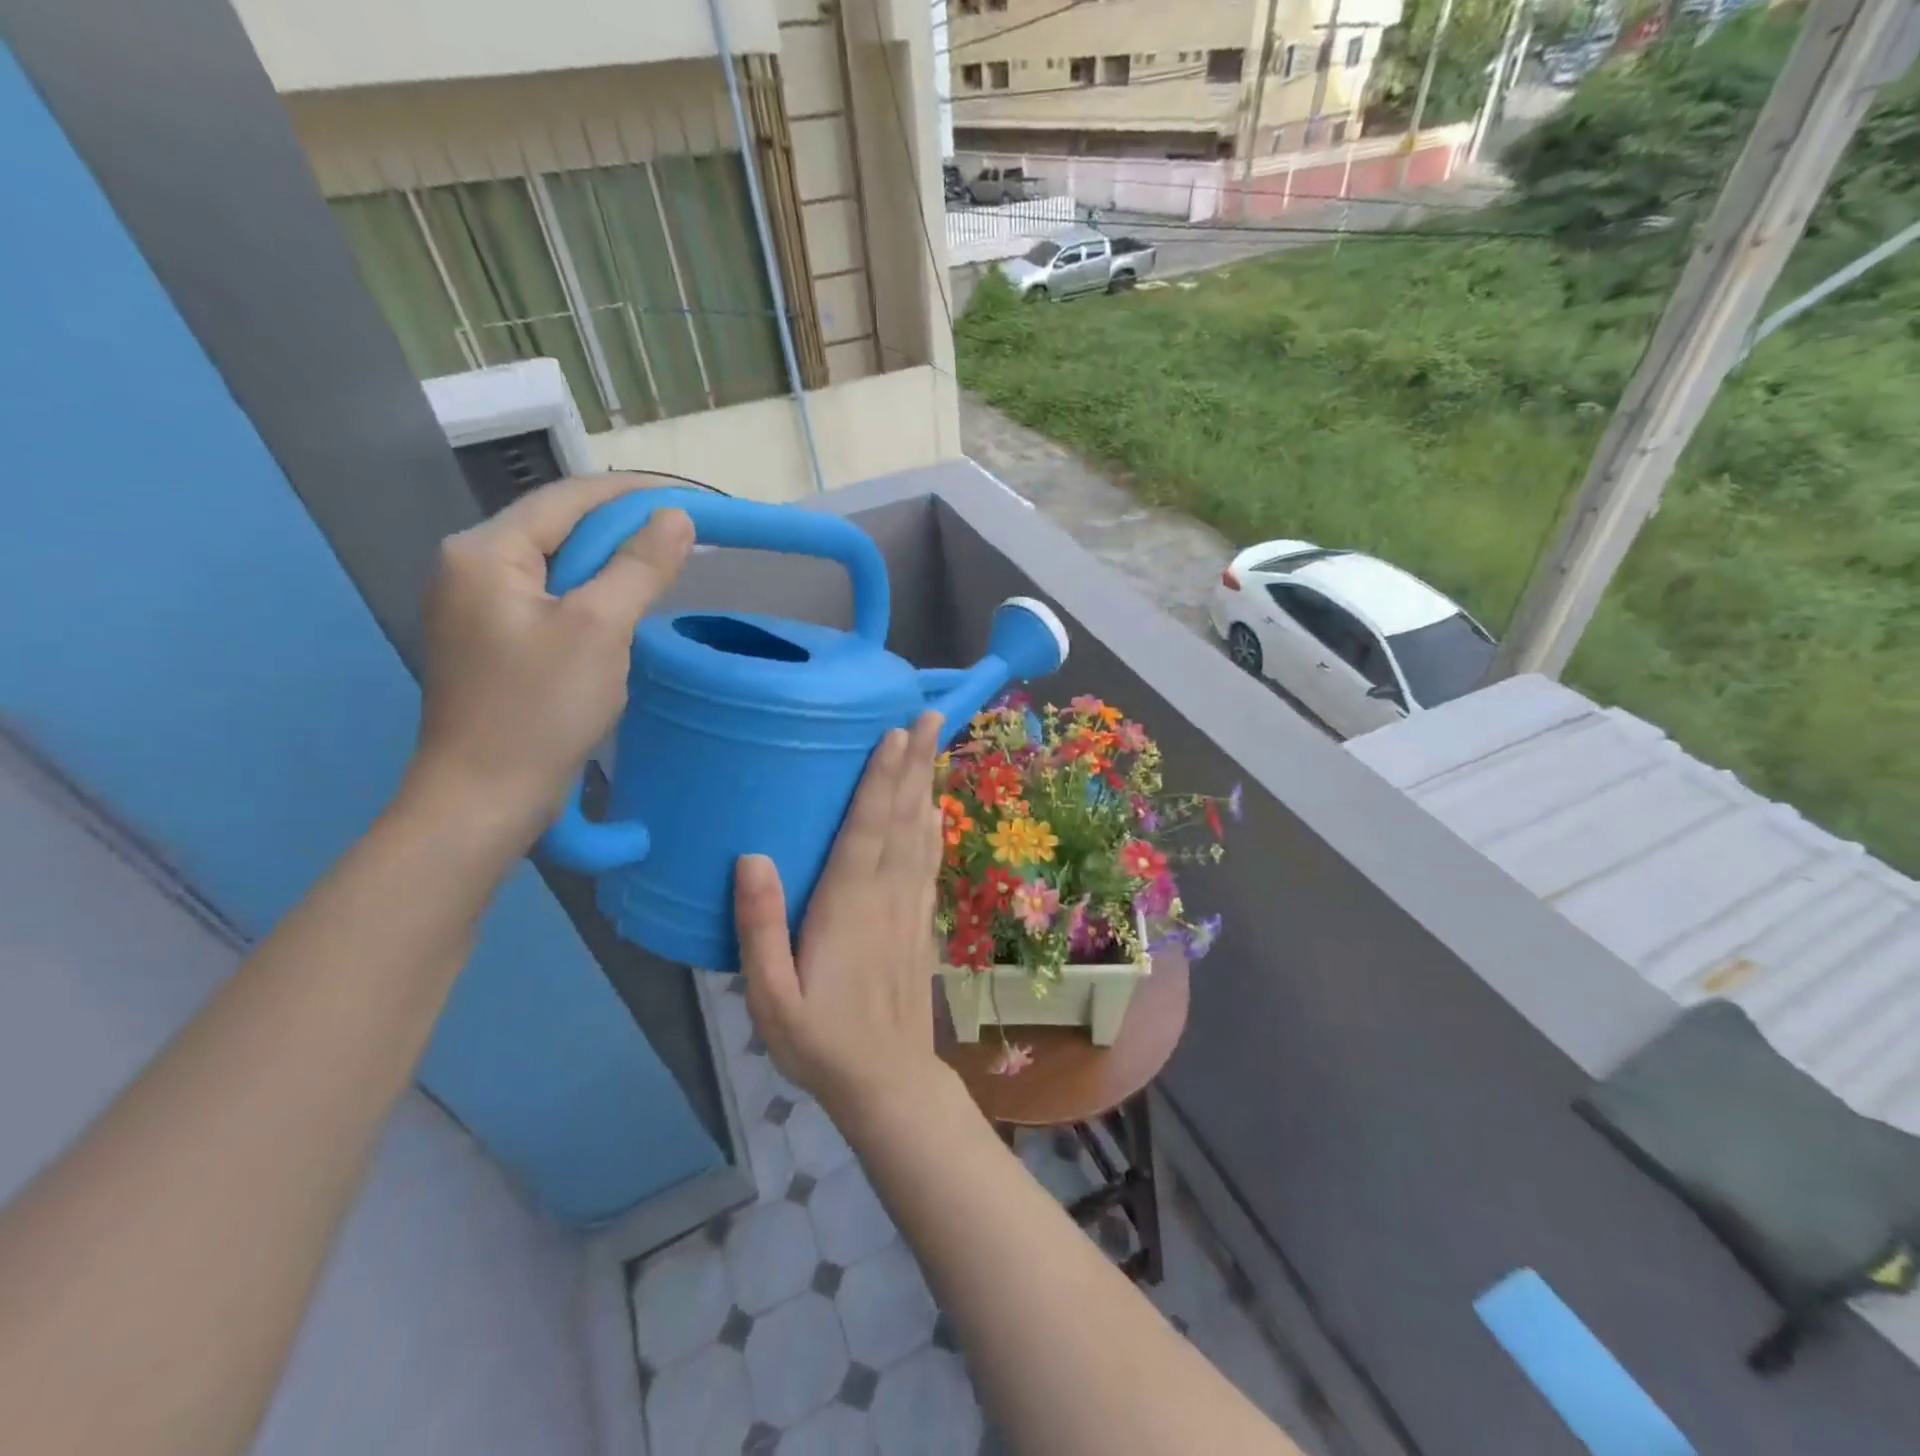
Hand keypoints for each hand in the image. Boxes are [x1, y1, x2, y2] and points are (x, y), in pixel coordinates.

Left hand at [409, 476, 692, 840]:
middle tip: (685, 536)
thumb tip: (677, 518)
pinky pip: (552, 601)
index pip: (569, 499)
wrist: (484, 797)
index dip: (634, 492)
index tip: (691, 498)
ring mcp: (477, 608)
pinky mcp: (493, 643)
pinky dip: (593, 597)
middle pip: (560, 528)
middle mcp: (470, 567)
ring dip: (611, 564)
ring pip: (558, 567)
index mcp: (484, 551)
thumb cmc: (540, 708)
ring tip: (664, 568)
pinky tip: (624, 612)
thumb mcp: (600, 628)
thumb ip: (639, 566)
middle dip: (624, 528)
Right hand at [736, 712, 950, 1122]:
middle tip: (929, 714)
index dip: (880, 778)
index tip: (894, 732)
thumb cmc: (820, 1041)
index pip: (868, 828)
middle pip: (903, 818)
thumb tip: (751, 857)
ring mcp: (911, 907)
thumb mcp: (771, 998)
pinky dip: (934, 827)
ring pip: (922, 833)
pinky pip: (930, 862)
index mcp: (847, 906)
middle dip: (915, 763)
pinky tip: (935, 808)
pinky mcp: (921, 922)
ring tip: (936, 744)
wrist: (888, 1082)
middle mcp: (886, 895)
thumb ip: (759, 928)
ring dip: (927, 784)